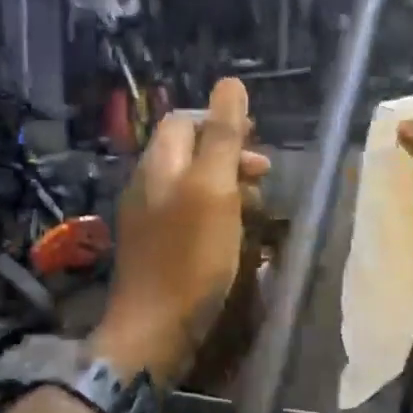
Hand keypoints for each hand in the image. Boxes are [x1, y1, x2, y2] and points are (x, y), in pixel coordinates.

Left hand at [92, 78, 270, 386]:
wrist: (154, 329)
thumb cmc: (189, 257)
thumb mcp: (213, 189)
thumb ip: (222, 137)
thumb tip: (230, 83)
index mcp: (158, 164)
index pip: (184, 121)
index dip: (220, 121)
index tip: (255, 137)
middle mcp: (148, 185)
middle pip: (189, 152)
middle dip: (229, 155)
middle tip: (264, 173)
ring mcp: (149, 219)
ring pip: (192, 186)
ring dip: (228, 187)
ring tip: (258, 206)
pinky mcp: (158, 248)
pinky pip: (189, 216)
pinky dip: (217, 215)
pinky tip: (236, 235)